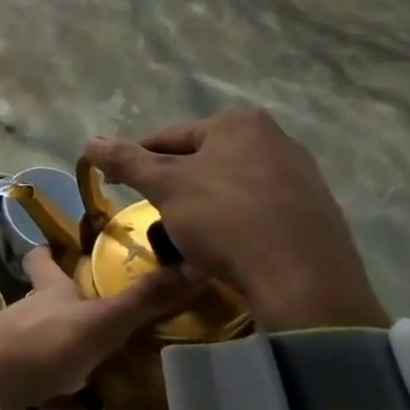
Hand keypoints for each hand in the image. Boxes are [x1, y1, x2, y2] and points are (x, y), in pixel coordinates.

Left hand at [0, 249, 199, 409]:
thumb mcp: (101, 320)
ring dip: (76, 359)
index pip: (44, 258)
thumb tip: (193, 265)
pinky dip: (65, 401)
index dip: (53, 250)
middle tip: (112, 319)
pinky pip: (47, 390)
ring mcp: (21, 346)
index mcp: (49, 290)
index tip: (70, 248)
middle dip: (75, 308)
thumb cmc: (44, 341)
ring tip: (112, 373)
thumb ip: (143, 300)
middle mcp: (33, 312)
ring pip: (51, 346)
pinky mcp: (16, 381)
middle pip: (51, 302)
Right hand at [84, 110, 387, 332]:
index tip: (118, 185)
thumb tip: (89, 142)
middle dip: (175, 185)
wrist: (306, 286)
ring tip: (188, 236)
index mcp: (240, 123)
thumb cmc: (227, 221)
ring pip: (231, 186)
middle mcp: (277, 139)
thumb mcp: (165, 187)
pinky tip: (228, 248)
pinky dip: (238, 223)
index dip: (137, 162)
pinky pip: (261, 210)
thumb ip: (126, 160)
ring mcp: (304, 177)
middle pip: (202, 160)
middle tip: (155, 214)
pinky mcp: (320, 214)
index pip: (169, 138)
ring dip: (204, 205)